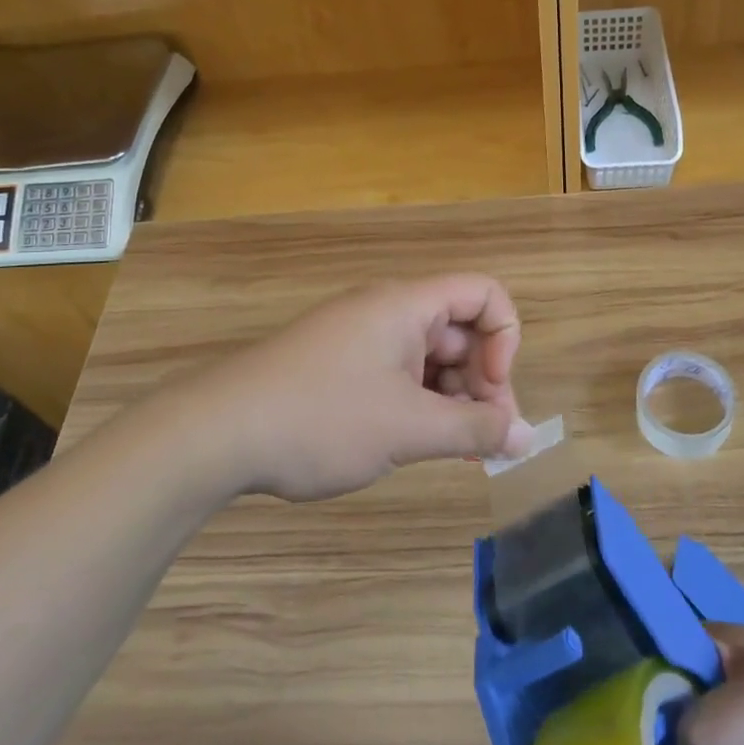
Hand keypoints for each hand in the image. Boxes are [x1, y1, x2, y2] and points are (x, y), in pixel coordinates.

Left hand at [191, 274, 536, 501]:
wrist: (216, 434)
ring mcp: (360, 339)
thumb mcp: (408, 428)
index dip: (504, 339)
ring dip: (451, 401)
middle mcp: (387, 311)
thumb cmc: (322, 419)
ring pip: (430, 359)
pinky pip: (398, 375)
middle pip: (460, 331)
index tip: (492, 391)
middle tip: (483, 440)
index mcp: (407, 305)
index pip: (483, 293)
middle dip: (482, 383)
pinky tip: (415, 444)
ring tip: (451, 451)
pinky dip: (418, 406)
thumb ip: (475, 430)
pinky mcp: (339, 366)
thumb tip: (527, 439)